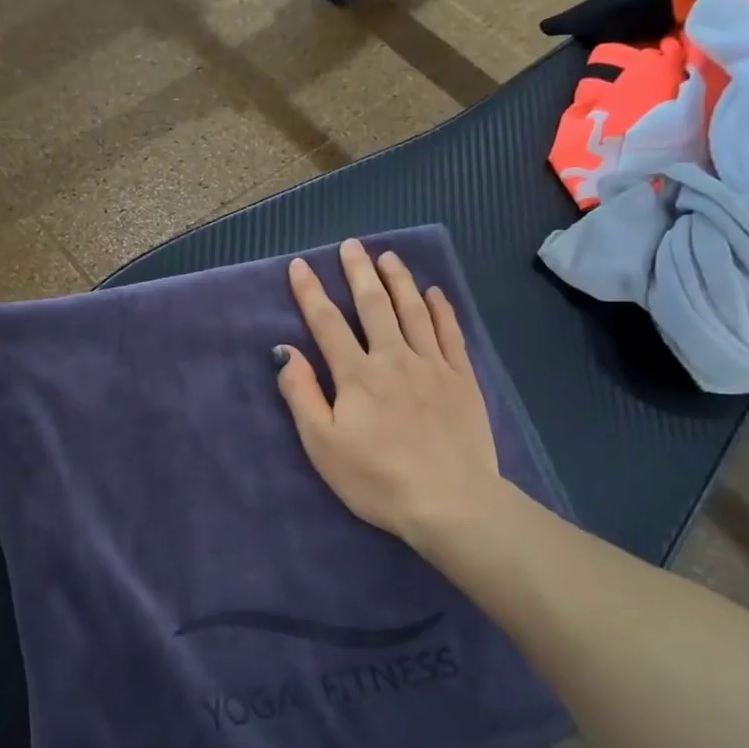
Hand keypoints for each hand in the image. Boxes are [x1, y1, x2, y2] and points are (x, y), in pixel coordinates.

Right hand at [275, 239, 505, 555]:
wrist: (450, 502)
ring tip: (388, 256)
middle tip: (351, 245)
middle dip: (358, 272)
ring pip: (413, 311)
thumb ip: (302, 394)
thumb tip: (286, 352)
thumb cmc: (376, 478)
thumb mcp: (322, 444)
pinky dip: (441, 309)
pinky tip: (435, 293)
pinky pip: (450, 333)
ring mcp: (432, 366)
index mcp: (356, 375)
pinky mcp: (462, 379)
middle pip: (373, 305)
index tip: (300, 265)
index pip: (327, 323)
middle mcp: (393, 358)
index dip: (310, 292)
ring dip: (399, 280)